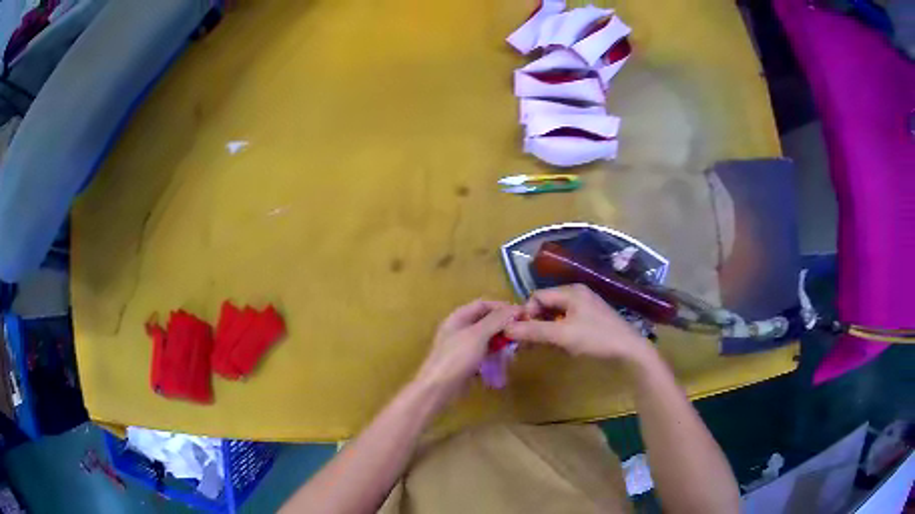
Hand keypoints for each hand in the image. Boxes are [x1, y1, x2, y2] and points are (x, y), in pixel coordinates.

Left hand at [414, 300, 521, 403]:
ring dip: (502, 342)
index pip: (484, 304)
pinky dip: (495, 356)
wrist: (438, 389)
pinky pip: (485, 354)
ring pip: (487, 339)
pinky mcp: (467, 362)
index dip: (503, 307)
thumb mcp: (478, 335)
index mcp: (459, 317)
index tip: (522, 314)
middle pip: (486, 322)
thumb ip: (496, 320)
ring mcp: (463, 347)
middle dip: (504, 326)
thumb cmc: (456, 358)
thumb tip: (516, 309)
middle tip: (522, 334)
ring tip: (516, 350)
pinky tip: (505, 363)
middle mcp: (460, 329)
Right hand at [505, 284, 653, 364]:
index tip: (521, 335)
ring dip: (546, 329)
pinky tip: (560, 345)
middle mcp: (577, 293)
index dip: (526, 314)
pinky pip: (566, 321)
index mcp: (571, 291)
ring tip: (543, 346)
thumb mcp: (563, 335)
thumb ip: (534, 331)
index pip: (537, 296)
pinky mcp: (591, 318)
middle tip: (529, 343)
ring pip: (555, 314)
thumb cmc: (596, 339)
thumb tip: (507, 328)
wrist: (629, 350)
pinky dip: (558, 331)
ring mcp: (585, 306)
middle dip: (535, 322)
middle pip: (546, 304)